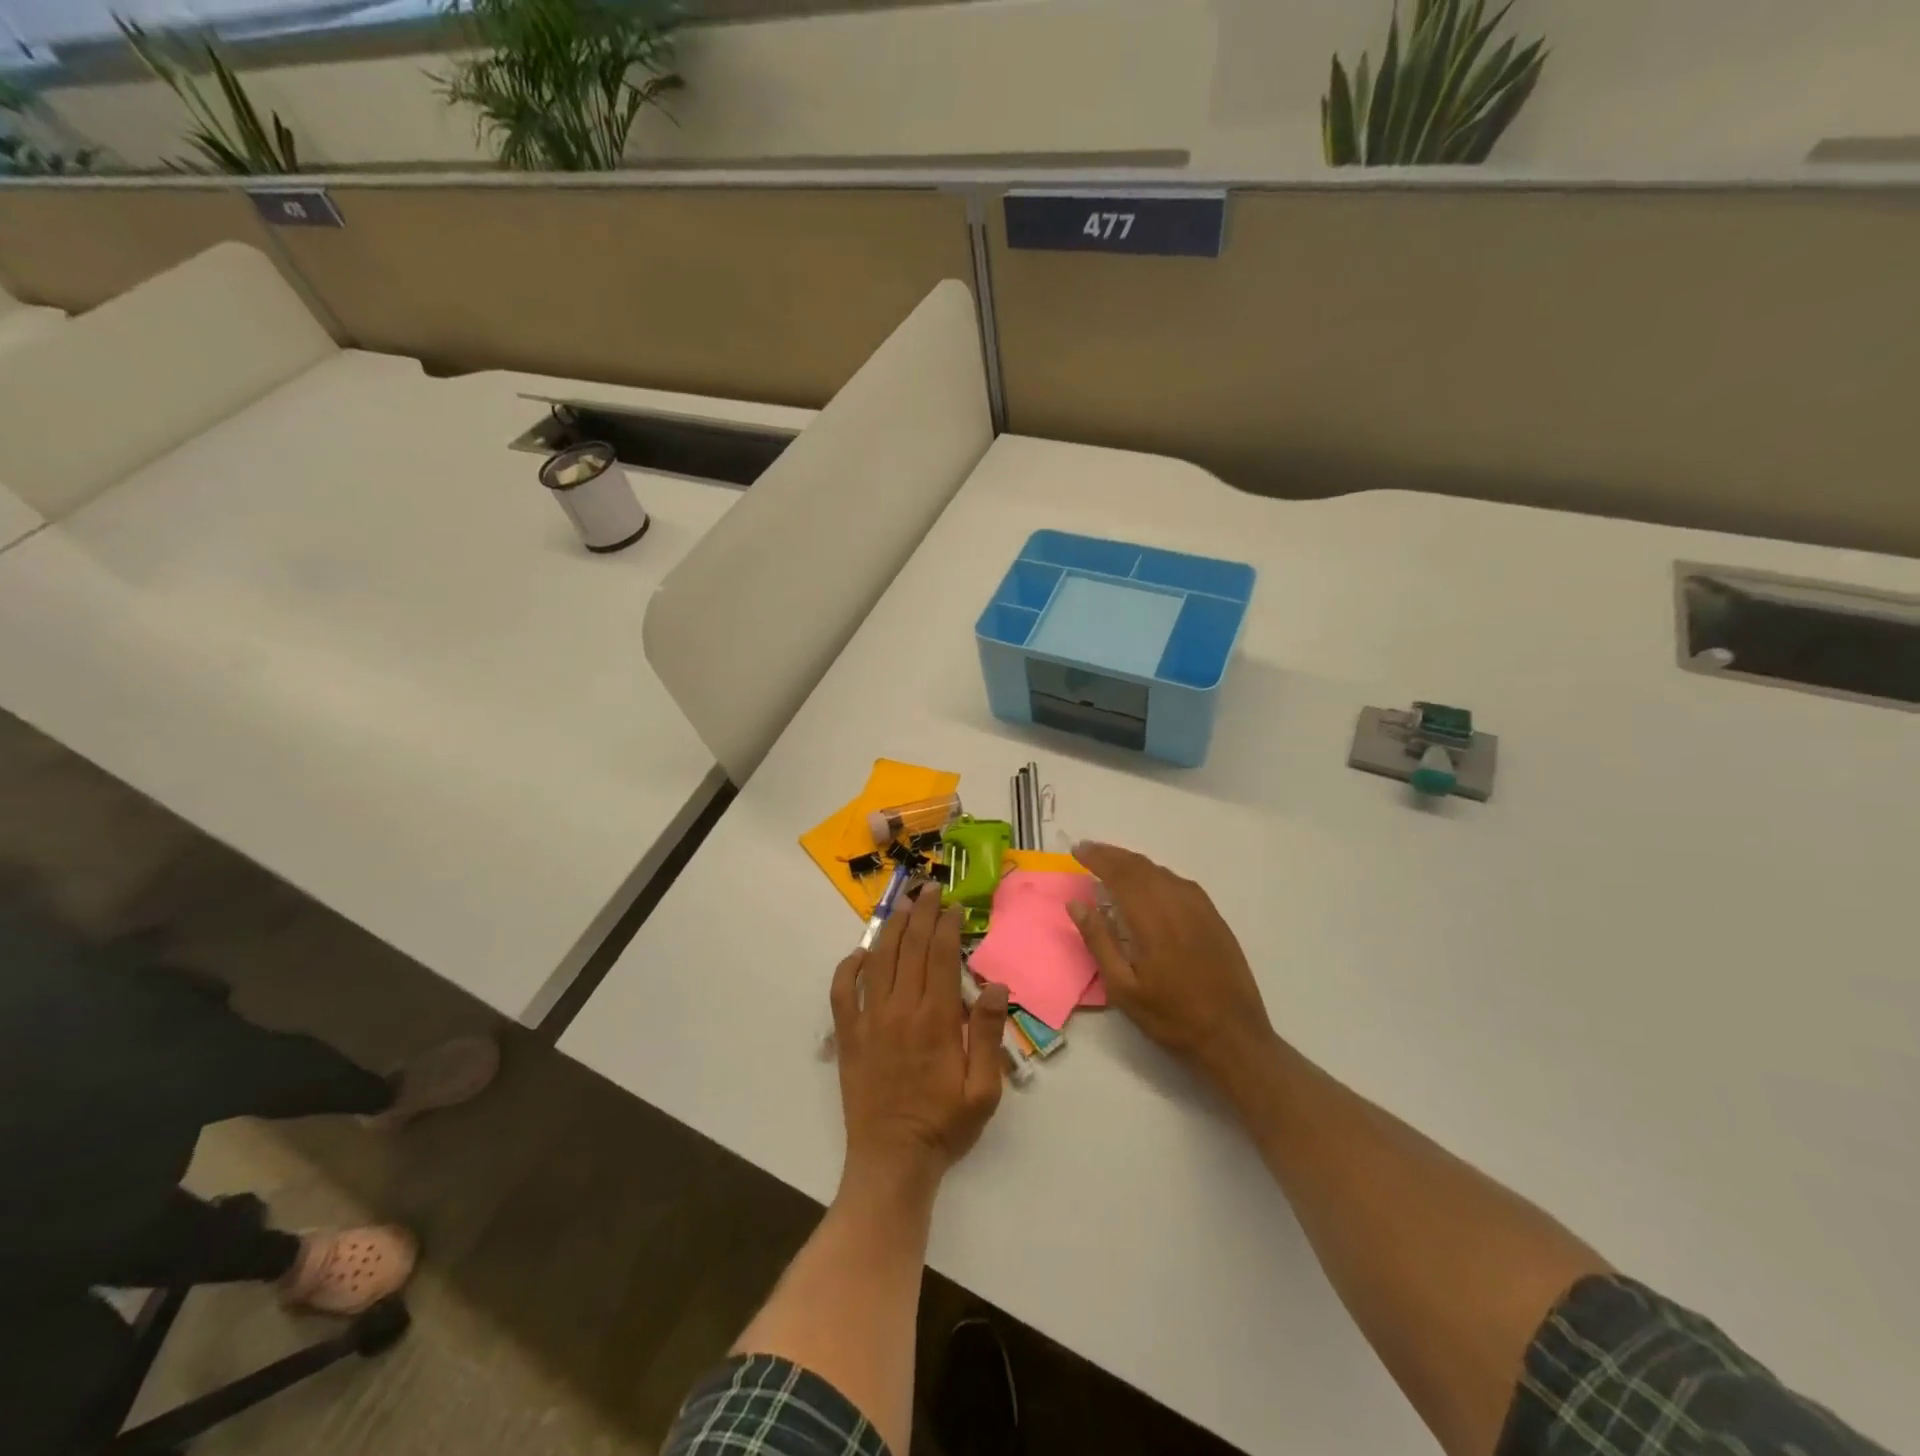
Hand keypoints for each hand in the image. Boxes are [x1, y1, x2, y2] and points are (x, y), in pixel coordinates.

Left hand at [831, 885, 1009, 1191]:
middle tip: (928, 888)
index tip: (952, 905)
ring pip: (878, 961)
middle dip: (920, 914)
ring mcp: (868, 1021)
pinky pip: (842, 991)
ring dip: (891, 929)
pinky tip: (860, 953)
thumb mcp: (983, 1090)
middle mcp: (899, 1010)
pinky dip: (848, 967)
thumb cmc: (944, 1126)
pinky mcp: (847, 1036)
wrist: (892, 1161)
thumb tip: (994, 985)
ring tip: (902, 905)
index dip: (945, 926)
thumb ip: (987, 1034)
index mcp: (934, 1020)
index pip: (939, 956)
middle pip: (909, 948)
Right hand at [1068, 842, 1277, 1086]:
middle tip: (1088, 850)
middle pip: (1141, 867)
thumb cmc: (1172, 1017)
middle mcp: (1178, 904)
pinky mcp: (1214, 918)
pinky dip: (1157, 874)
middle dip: (1112, 855)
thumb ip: (1099, 941)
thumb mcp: (1124, 989)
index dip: (1098, 858)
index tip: (1077, 850)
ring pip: (1161, 872)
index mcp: (1153, 919)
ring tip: (1112, 864)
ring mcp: (1200, 909)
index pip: (1120, 875)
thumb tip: (1077, 904)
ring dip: (1134, 863)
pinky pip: (1180, 882)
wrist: (1234, 1037)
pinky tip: (1150, 883)